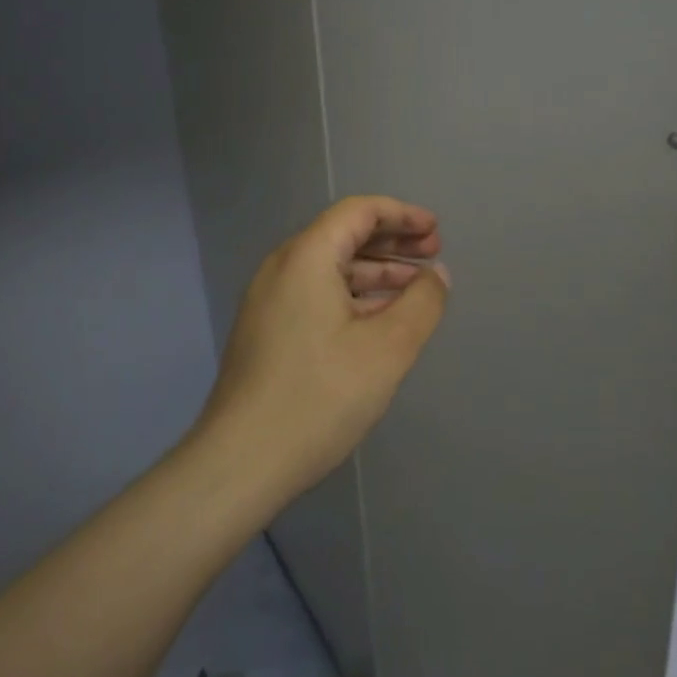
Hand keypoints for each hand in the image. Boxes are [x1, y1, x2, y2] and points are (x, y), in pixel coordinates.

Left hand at [198, 196, 450, 499]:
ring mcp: (270, 301)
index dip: (402, 215)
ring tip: (416, 289)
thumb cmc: (319, 397)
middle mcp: (282, 268)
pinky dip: (353, 296)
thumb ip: (421, 303)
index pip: (358, 212)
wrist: (240, 464)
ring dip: (375, 272)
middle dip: (392, 242)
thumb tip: (437, 275)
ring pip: (331, 268)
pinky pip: (317, 294)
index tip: (436, 232)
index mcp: (306, 257)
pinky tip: (380, 320)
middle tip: (433, 256)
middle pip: (344, 236)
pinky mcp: (267, 331)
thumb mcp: (388, 349)